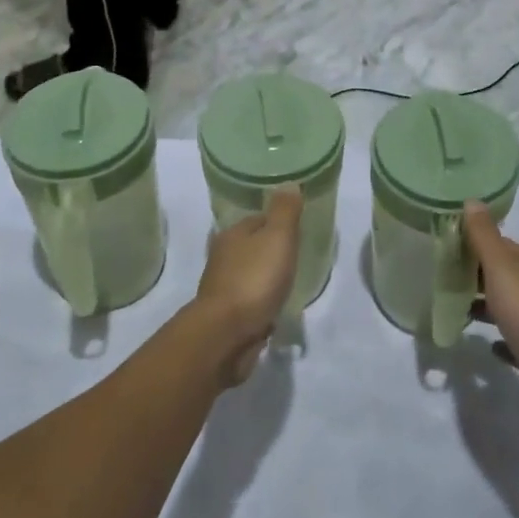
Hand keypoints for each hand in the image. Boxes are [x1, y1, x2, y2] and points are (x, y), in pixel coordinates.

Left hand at [196, 185, 302, 386]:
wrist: (226, 335)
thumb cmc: (254, 279)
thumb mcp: (277, 238)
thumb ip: (285, 212)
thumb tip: (288, 182)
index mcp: (233, 234)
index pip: (257, 220)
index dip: (277, 222)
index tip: (296, 229)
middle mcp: (223, 258)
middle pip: (251, 247)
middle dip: (269, 251)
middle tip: (294, 256)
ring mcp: (222, 289)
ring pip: (248, 275)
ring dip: (263, 278)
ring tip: (286, 283)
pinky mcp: (226, 317)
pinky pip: (248, 303)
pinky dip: (259, 303)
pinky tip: (272, 308)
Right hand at [464, 203, 518, 435]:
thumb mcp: (502, 269)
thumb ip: (485, 237)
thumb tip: (472, 201)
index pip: (501, 246)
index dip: (474, 244)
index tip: (445, 249)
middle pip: (504, 275)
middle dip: (476, 275)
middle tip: (442, 279)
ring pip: (509, 307)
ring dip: (486, 306)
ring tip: (455, 310)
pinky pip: (516, 340)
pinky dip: (501, 338)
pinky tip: (487, 345)